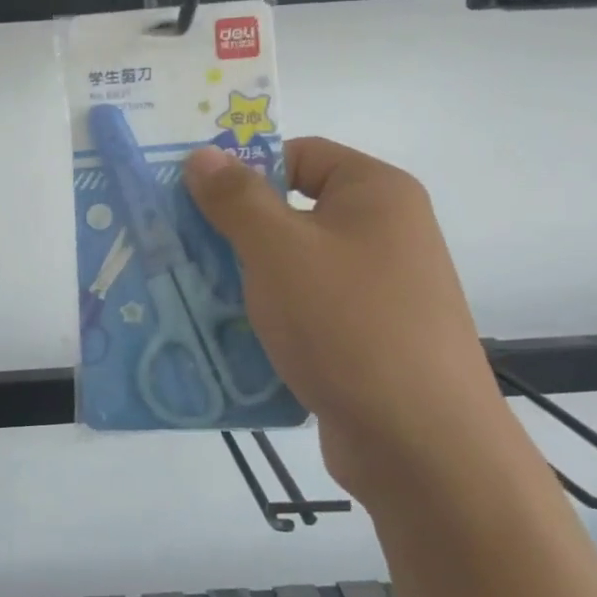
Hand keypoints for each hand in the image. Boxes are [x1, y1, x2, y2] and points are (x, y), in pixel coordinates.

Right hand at [184, 138, 506, 500]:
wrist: (419, 441)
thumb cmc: (347, 323)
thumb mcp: (278, 250)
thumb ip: (236, 199)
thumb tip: (203, 154)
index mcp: (375, 193)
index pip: (299, 155)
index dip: (245, 170)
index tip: (192, 202)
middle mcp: (384, 234)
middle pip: (292, 213)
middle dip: (233, 233)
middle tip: (178, 250)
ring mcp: (378, 291)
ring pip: (293, 269)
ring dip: (243, 281)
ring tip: (189, 296)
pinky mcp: (366, 339)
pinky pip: (305, 313)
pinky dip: (268, 320)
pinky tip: (227, 339)